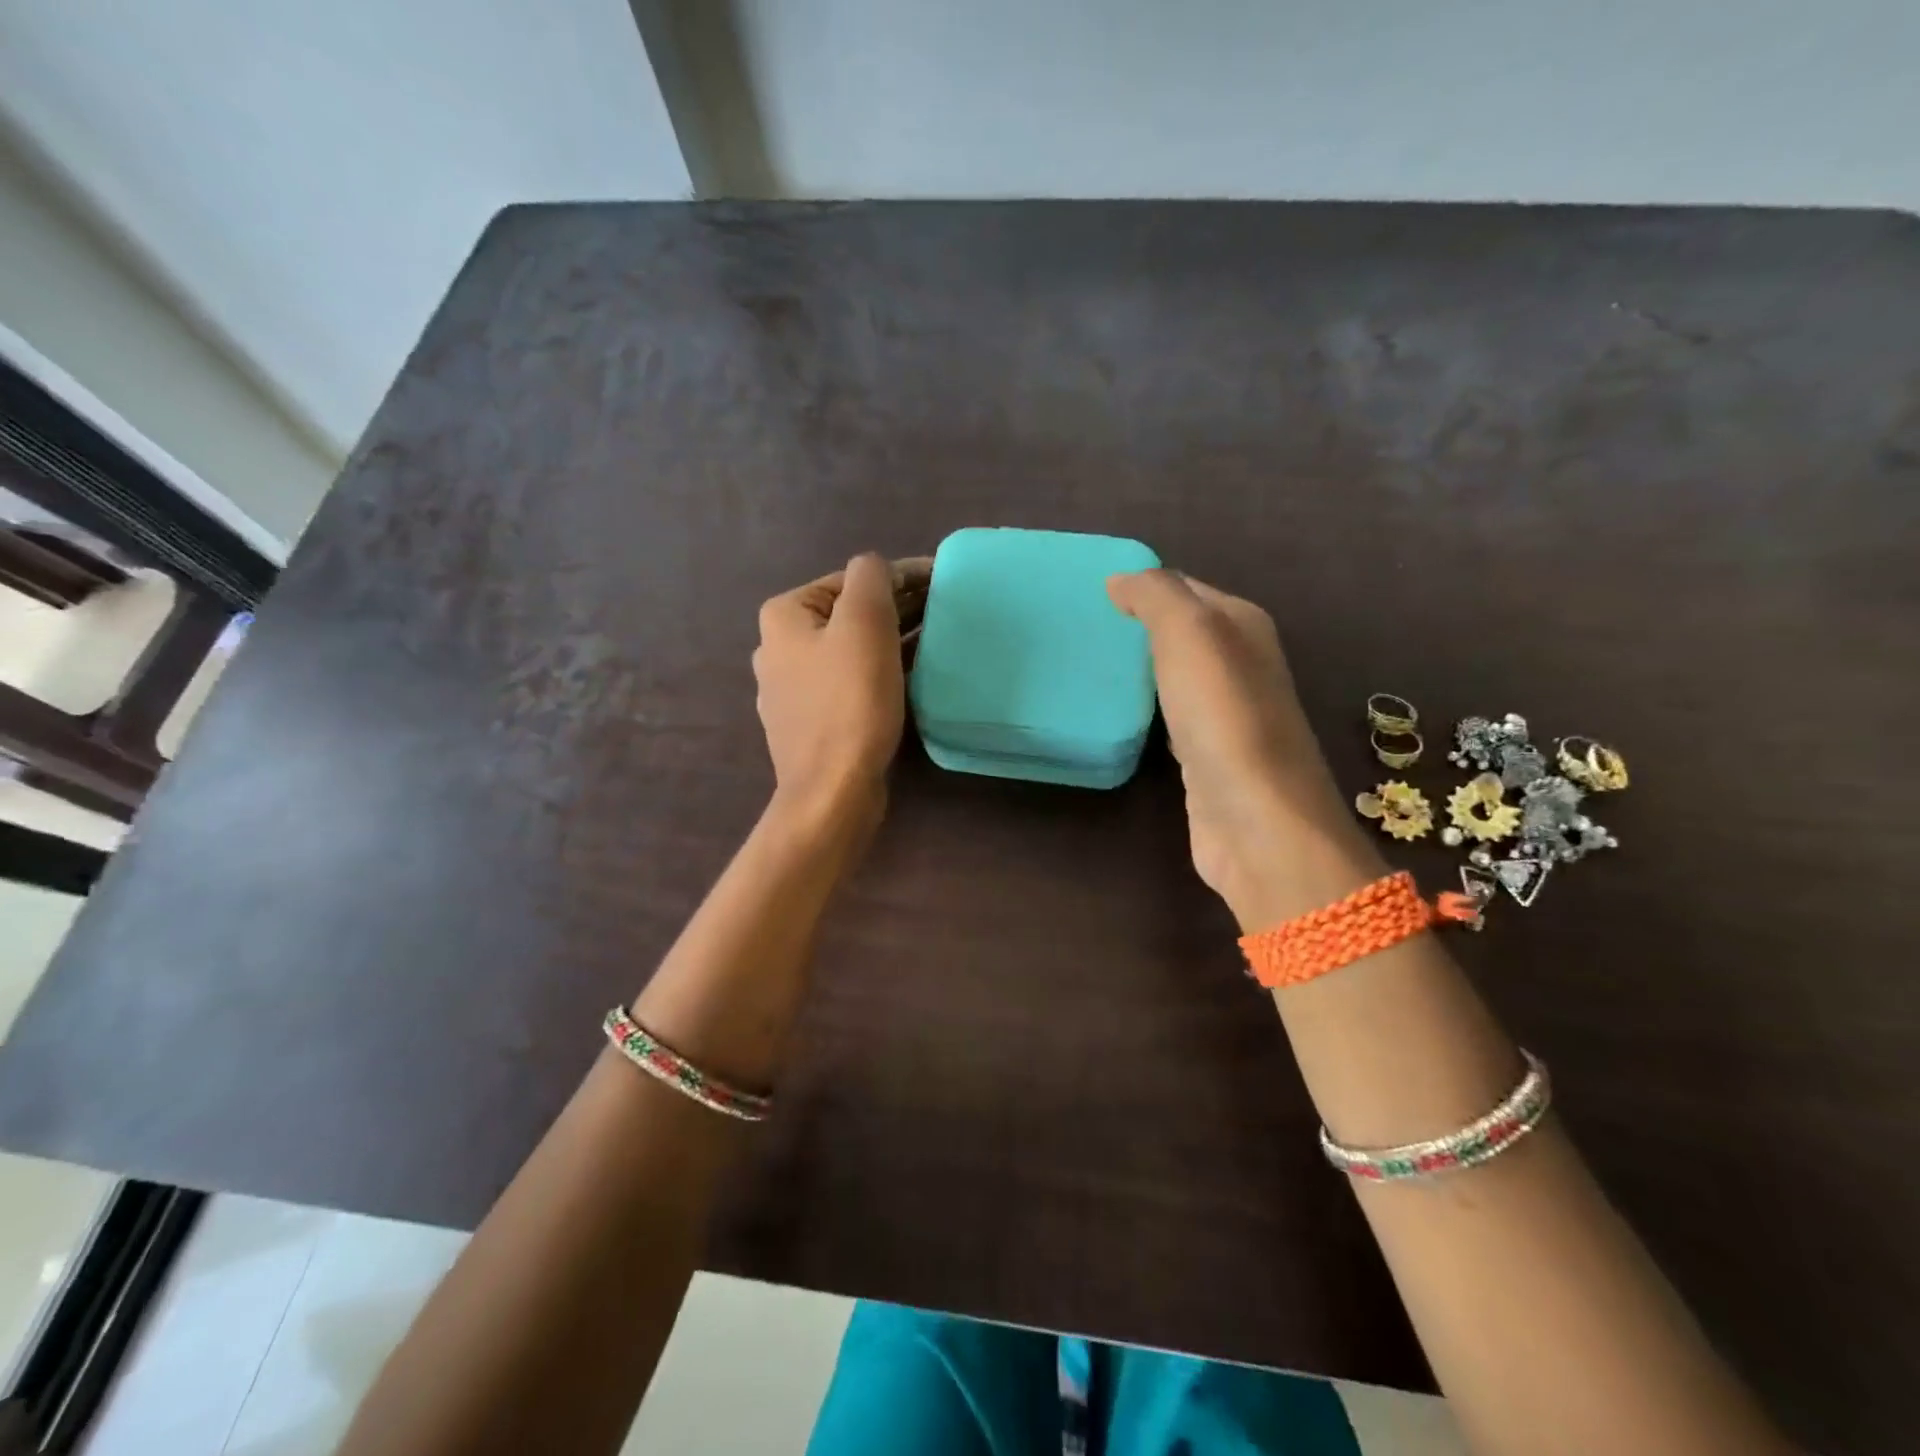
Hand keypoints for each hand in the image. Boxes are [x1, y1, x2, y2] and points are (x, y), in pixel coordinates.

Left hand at [754, 553, 931, 827]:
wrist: (832, 791)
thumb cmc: (850, 702)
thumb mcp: (865, 623)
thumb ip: (871, 577)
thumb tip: (877, 568)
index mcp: (784, 616)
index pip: (850, 580)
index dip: (900, 577)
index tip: (942, 583)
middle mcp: (778, 648)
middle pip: (848, 615)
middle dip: (896, 610)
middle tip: (944, 612)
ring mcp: (792, 690)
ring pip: (851, 651)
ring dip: (890, 642)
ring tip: (934, 644)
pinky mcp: (811, 723)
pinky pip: (850, 684)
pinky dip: (878, 675)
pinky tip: (907, 681)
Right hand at [1107, 568, 1380, 929]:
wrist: (1254, 820)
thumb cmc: (1223, 717)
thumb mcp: (1189, 633)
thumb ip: (1156, 596)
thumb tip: (1121, 580)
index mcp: (1243, 625)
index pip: (1184, 588)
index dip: (1141, 586)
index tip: (1088, 594)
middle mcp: (1240, 664)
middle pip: (1180, 632)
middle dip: (1136, 627)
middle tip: (1080, 630)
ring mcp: (1225, 714)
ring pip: (1174, 675)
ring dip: (1139, 668)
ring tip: (1088, 664)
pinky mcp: (1206, 756)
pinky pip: (1168, 716)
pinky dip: (1145, 708)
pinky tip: (1118, 713)